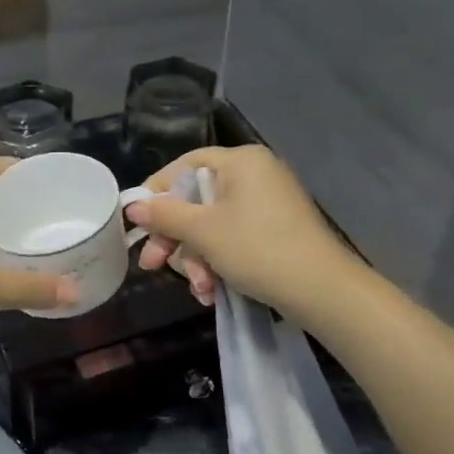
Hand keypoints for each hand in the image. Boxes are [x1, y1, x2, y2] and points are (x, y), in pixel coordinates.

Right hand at [126, 146, 352, 314]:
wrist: (321, 290)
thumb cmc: (257, 249)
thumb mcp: (203, 231)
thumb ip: (164, 215)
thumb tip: (132, 205)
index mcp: (241, 161)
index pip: (184, 166)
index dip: (156, 192)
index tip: (135, 220)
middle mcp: (255, 175)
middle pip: (196, 200)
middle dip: (175, 239)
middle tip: (153, 264)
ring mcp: (267, 204)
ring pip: (212, 226)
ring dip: (197, 260)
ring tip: (199, 289)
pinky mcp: (274, 231)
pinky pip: (233, 239)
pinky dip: (218, 263)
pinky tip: (212, 291)